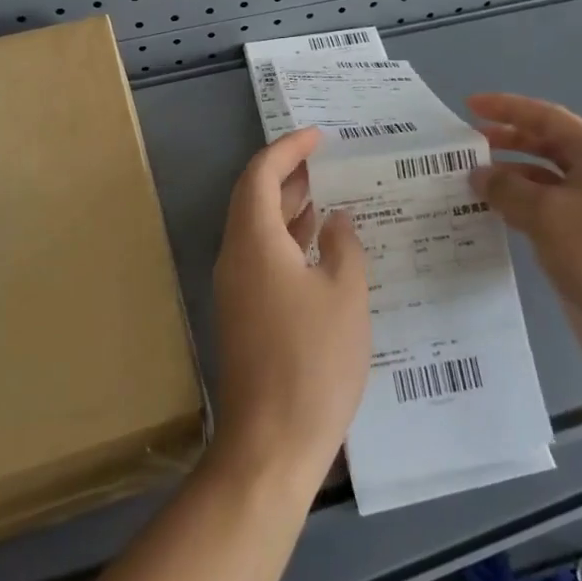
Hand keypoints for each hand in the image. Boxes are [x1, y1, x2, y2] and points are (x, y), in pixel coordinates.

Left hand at [211, 127, 370, 489]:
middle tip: (324, 161)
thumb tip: (334, 219)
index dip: (288, 149)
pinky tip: (317, 246)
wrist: (270, 444)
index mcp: (254, 242)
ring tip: (325, 192)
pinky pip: (261, 256)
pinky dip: (286, 239)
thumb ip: (342, 246)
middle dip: (286, 174)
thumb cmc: (313, 362)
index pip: (260, 174)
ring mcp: (236, 288)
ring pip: (256, 228)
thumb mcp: (345, 296)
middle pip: (252, 197)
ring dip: (286, 206)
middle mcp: (236, 257)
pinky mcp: (243, 313)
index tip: (318, 136)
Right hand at [468, 94, 581, 390]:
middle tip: (466, 145)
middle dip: (507, 141)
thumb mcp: (547, 214)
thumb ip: (507, 189)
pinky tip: (491, 217)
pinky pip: (545, 215)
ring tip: (469, 183)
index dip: (507, 108)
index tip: (469, 105)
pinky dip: (518, 209)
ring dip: (509, 178)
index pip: (547, 118)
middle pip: (547, 146)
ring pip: (543, 183)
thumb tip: (479, 174)